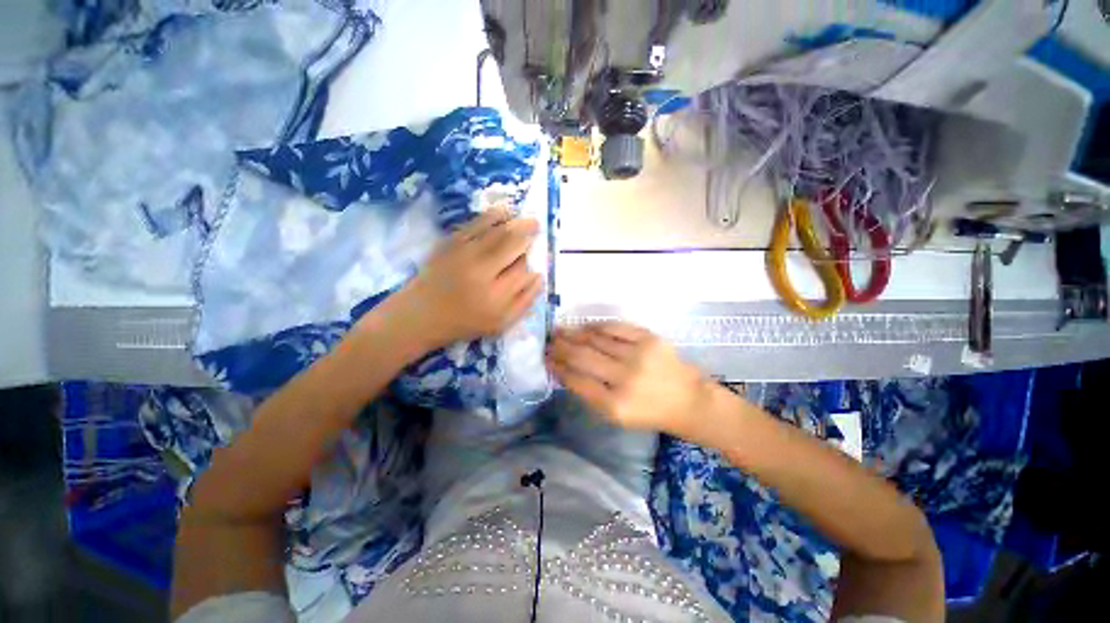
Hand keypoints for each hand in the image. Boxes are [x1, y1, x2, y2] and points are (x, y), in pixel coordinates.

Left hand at [383, 206, 543, 351]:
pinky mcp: (449, 244)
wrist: (421, 314)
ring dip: (514, 222)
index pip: (522, 271)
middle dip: (528, 232)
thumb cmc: (464, 322)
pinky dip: (492, 216)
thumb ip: (523, 302)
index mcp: (495, 297)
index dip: (531, 260)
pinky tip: (503, 212)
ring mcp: (464, 255)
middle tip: (536, 225)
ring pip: (496, 232)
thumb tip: (538, 276)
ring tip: (526, 219)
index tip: (535, 257)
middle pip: (512, 246)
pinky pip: (475, 225)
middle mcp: (481, 272)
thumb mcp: (500, 323)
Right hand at [546, 322, 710, 435]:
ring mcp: (638, 355)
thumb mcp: (616, 416)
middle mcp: (625, 378)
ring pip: (596, 339)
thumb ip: (589, 394)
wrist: (687, 399)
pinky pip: (615, 327)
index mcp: (615, 405)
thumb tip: (564, 370)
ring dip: (574, 334)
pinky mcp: (649, 338)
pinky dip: (596, 326)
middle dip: (560, 348)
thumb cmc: (648, 412)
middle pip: (583, 357)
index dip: (558, 367)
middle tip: (548, 342)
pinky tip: (584, 327)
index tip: (546, 359)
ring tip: (560, 331)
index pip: (576, 380)